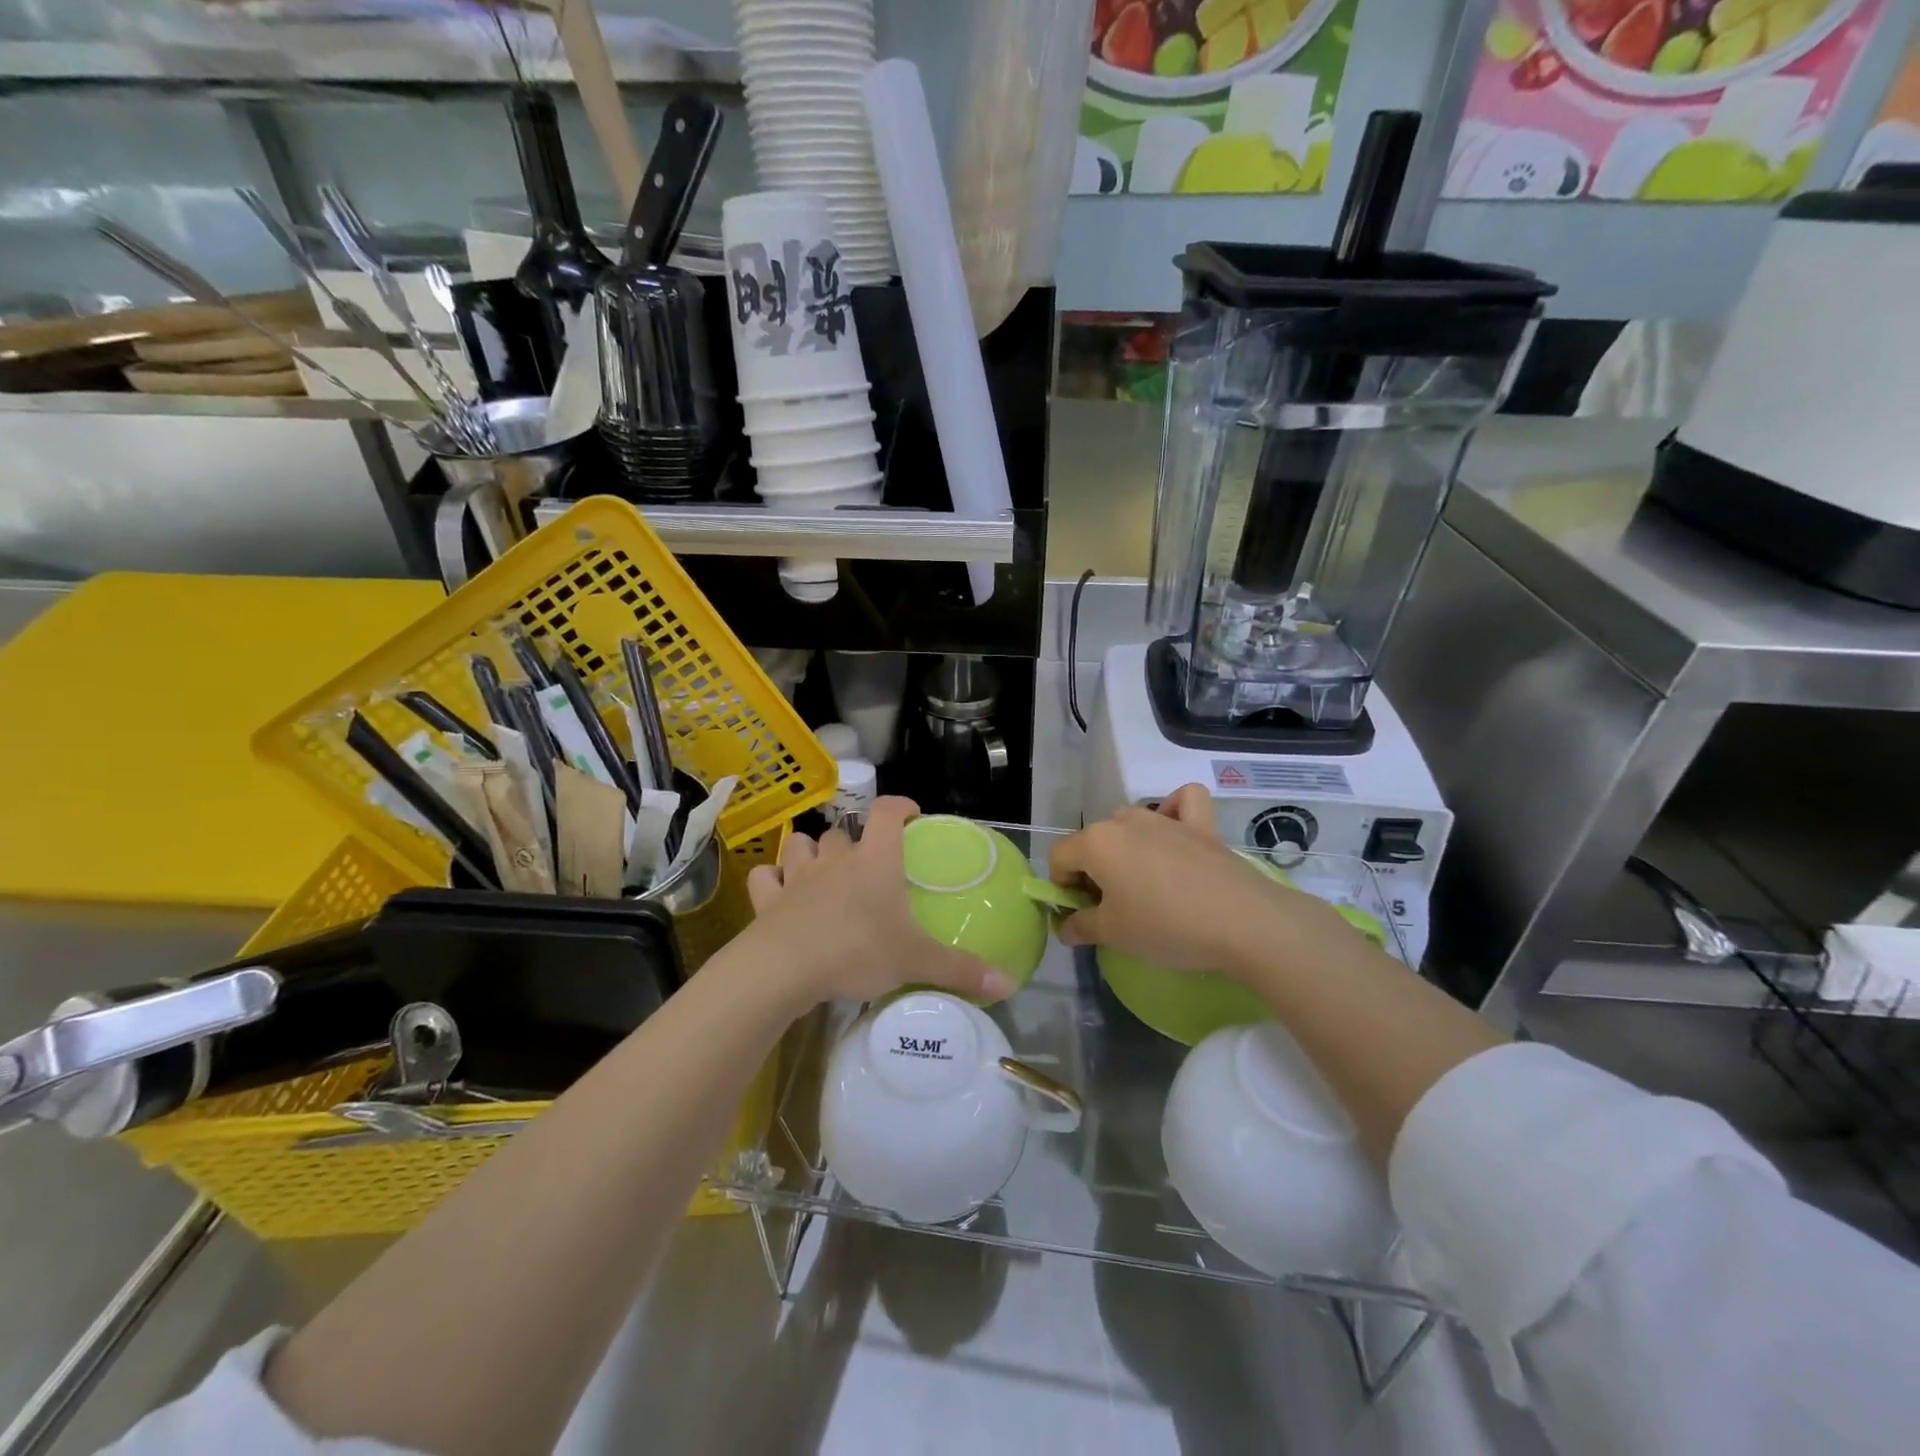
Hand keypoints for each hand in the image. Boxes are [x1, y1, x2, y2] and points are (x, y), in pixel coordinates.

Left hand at [744, 797, 1010, 1008]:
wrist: (784, 969)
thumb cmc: (856, 951)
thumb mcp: (916, 962)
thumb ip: (960, 970)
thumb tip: (1009, 984)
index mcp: (875, 861)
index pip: (887, 813)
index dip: (899, 806)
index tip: (910, 813)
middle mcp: (835, 860)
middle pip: (841, 833)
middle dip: (852, 842)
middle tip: (865, 865)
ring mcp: (797, 877)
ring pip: (799, 845)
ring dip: (809, 853)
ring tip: (820, 872)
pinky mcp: (767, 899)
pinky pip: (765, 877)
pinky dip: (772, 880)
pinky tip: (779, 893)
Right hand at [1050, 784, 1350, 977]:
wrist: (1243, 922)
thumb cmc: (1166, 926)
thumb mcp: (1113, 934)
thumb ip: (1080, 927)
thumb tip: (1065, 927)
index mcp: (1096, 842)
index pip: (1059, 858)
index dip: (1062, 888)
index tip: (1082, 916)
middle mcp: (1126, 821)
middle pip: (1093, 841)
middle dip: (1093, 870)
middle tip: (1113, 908)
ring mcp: (1165, 818)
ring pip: (1129, 822)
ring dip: (1125, 847)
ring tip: (1143, 883)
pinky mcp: (1202, 824)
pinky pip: (1182, 802)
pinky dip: (1174, 810)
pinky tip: (1175, 832)